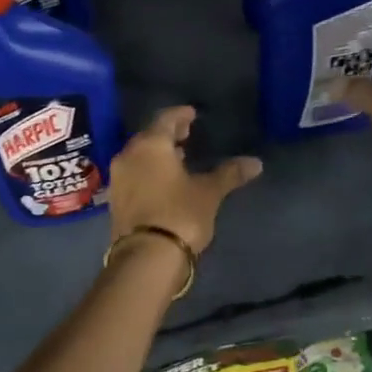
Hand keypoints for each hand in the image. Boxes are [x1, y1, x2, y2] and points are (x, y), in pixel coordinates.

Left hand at [107, 106, 261, 254]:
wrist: (146, 257)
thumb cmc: (180, 214)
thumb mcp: (209, 192)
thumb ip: (229, 173)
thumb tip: (256, 163)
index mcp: (150, 145)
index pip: (165, 119)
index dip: (180, 114)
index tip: (192, 114)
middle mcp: (128, 155)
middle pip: (148, 136)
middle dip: (168, 133)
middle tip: (186, 132)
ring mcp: (118, 178)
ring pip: (138, 155)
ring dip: (157, 153)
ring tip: (178, 156)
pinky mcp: (115, 200)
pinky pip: (133, 174)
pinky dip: (148, 170)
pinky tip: (163, 180)